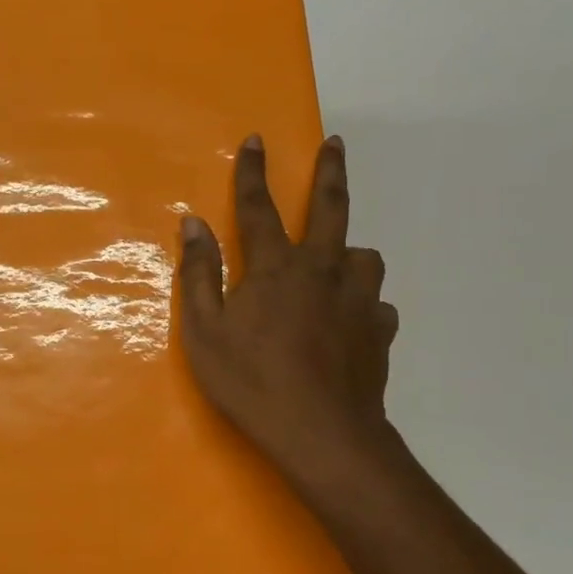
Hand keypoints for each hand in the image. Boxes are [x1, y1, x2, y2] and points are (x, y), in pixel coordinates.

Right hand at [176, 134, 399, 480]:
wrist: (322, 433)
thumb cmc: (251, 381)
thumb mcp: (204, 331)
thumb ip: (199, 274)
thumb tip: (193, 224)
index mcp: (276, 268)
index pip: (258, 208)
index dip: (252, 172)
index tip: (255, 140)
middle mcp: (322, 271)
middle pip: (331, 209)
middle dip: (330, 172)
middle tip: (335, 144)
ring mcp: (358, 301)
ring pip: (365, 256)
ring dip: (350, 251)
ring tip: (339, 261)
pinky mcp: (379, 332)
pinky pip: (377, 305)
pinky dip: (364, 304)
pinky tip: (353, 320)